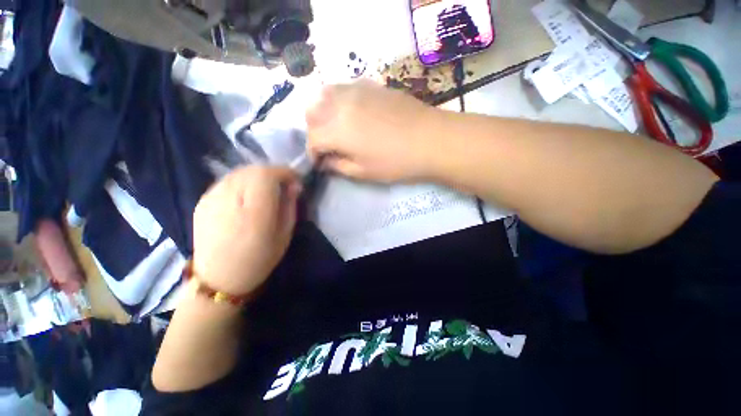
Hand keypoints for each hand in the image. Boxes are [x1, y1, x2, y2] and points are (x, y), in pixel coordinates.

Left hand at [192, 166, 300, 296]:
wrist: (219, 278)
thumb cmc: (259, 259)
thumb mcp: (285, 233)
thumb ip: (290, 205)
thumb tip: (294, 185)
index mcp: (253, 212)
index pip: (267, 174)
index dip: (285, 173)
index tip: (295, 181)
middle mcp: (228, 199)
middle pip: (253, 170)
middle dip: (273, 173)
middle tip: (283, 185)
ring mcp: (211, 198)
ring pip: (239, 172)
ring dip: (258, 176)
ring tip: (266, 190)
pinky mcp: (202, 201)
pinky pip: (227, 180)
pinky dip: (242, 182)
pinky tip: (246, 197)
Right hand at [306, 80, 439, 181]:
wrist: (431, 139)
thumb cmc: (396, 162)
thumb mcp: (364, 172)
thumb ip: (338, 166)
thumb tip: (325, 161)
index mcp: (336, 129)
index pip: (311, 139)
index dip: (312, 153)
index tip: (320, 163)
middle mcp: (340, 104)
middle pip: (312, 112)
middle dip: (315, 131)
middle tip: (328, 145)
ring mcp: (356, 89)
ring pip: (324, 94)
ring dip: (324, 112)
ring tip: (337, 127)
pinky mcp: (371, 85)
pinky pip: (344, 88)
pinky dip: (339, 101)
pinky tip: (353, 113)